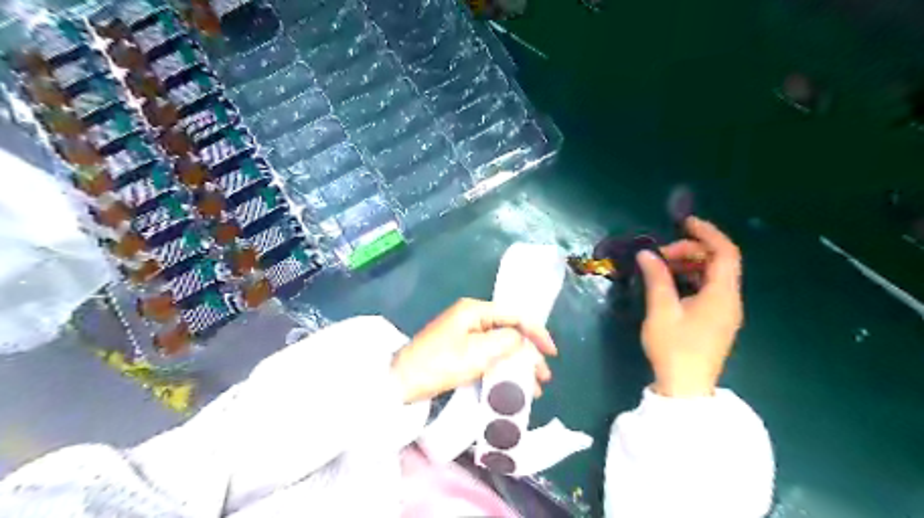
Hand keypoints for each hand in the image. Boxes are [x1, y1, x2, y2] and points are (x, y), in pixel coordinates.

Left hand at [389, 299, 554, 403]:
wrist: (402, 382)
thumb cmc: (440, 364)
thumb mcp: (476, 352)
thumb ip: (505, 341)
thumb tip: (521, 339)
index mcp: (474, 310)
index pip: (514, 315)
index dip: (536, 331)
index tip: (551, 352)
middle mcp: (472, 317)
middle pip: (509, 330)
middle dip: (528, 353)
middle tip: (543, 376)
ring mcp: (465, 333)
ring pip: (500, 345)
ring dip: (517, 364)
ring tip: (533, 388)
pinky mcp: (460, 349)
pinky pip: (488, 355)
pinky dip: (502, 368)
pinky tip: (512, 384)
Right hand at [637, 215, 740, 396]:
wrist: (685, 388)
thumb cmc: (674, 348)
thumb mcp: (661, 310)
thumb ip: (656, 278)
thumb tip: (647, 255)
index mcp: (722, 295)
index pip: (725, 253)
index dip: (707, 233)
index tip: (684, 223)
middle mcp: (730, 300)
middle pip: (718, 262)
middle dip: (690, 251)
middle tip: (659, 256)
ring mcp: (725, 311)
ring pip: (713, 276)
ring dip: (689, 265)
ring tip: (660, 267)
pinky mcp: (716, 321)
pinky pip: (708, 289)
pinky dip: (691, 279)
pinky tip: (670, 284)